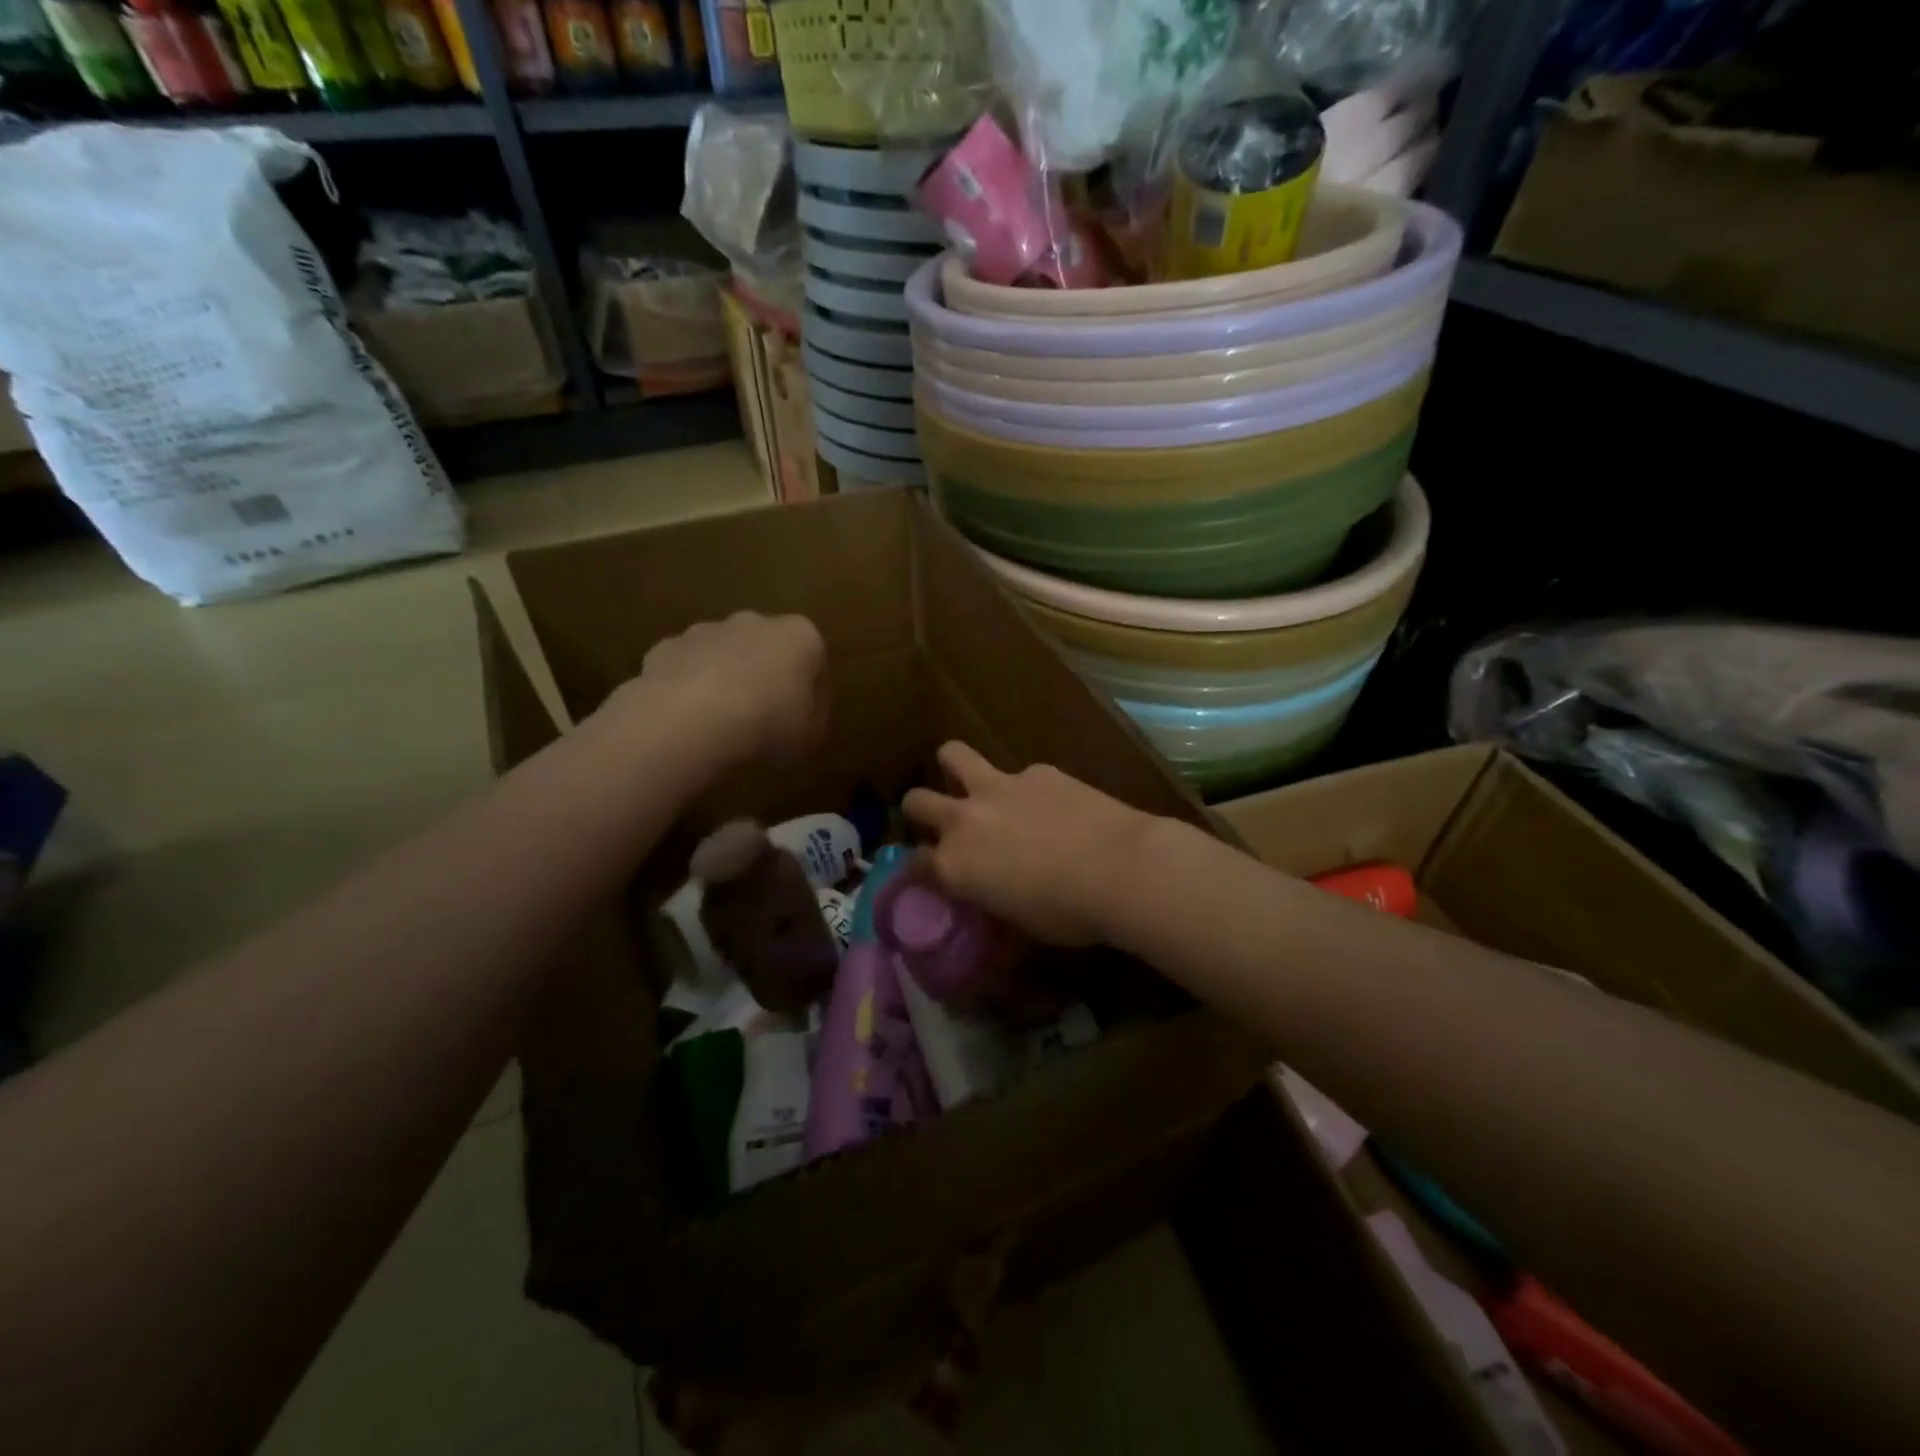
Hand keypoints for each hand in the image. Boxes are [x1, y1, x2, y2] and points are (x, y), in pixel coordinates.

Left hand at [619, 611, 826, 766]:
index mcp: (799, 636)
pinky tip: (688, 718)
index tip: (803, 717)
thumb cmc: (768, 724)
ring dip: (725, 677)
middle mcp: (754, 622)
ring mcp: (706, 630)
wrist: (691, 721)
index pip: (814, 659)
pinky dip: (688, 687)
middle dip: (765, 674)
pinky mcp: (666, 647)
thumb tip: (802, 709)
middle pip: (766, 647)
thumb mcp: (811, 735)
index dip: (811, 690)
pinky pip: (685, 668)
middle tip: (763, 716)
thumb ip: (812, 716)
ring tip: (721, 721)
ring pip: (723, 653)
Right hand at [902, 742, 1158, 946]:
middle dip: (920, 811)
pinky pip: (1018, 772)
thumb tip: (996, 925)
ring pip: (952, 755)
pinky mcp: (1037, 771)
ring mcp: (999, 787)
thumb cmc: (1070, 914)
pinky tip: (1051, 803)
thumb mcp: (1024, 929)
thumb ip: (997, 916)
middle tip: (941, 822)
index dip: (918, 871)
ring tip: (968, 779)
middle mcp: (965, 820)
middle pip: (917, 801)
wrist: (1121, 868)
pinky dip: (1025, 786)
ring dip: (953, 766)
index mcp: (956, 866)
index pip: (914, 864)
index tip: (929, 875)